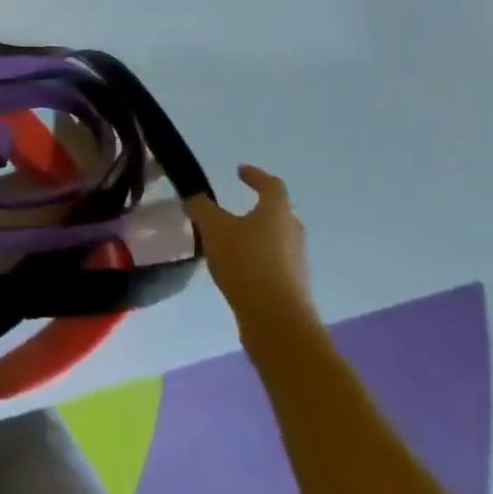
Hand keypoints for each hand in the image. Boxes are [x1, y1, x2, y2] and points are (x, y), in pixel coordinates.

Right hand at [189, 165, 315, 335]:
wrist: (277, 321)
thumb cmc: (246, 262)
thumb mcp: (213, 228)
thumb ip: (202, 208)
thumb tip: (196, 199)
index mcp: (276, 212)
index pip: (271, 185)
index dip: (256, 175)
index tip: (240, 171)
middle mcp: (292, 234)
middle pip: (279, 214)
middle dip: (259, 209)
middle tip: (237, 209)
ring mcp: (296, 264)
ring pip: (277, 241)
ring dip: (257, 237)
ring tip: (231, 242)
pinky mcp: (293, 289)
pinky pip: (274, 265)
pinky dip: (257, 261)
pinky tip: (237, 270)